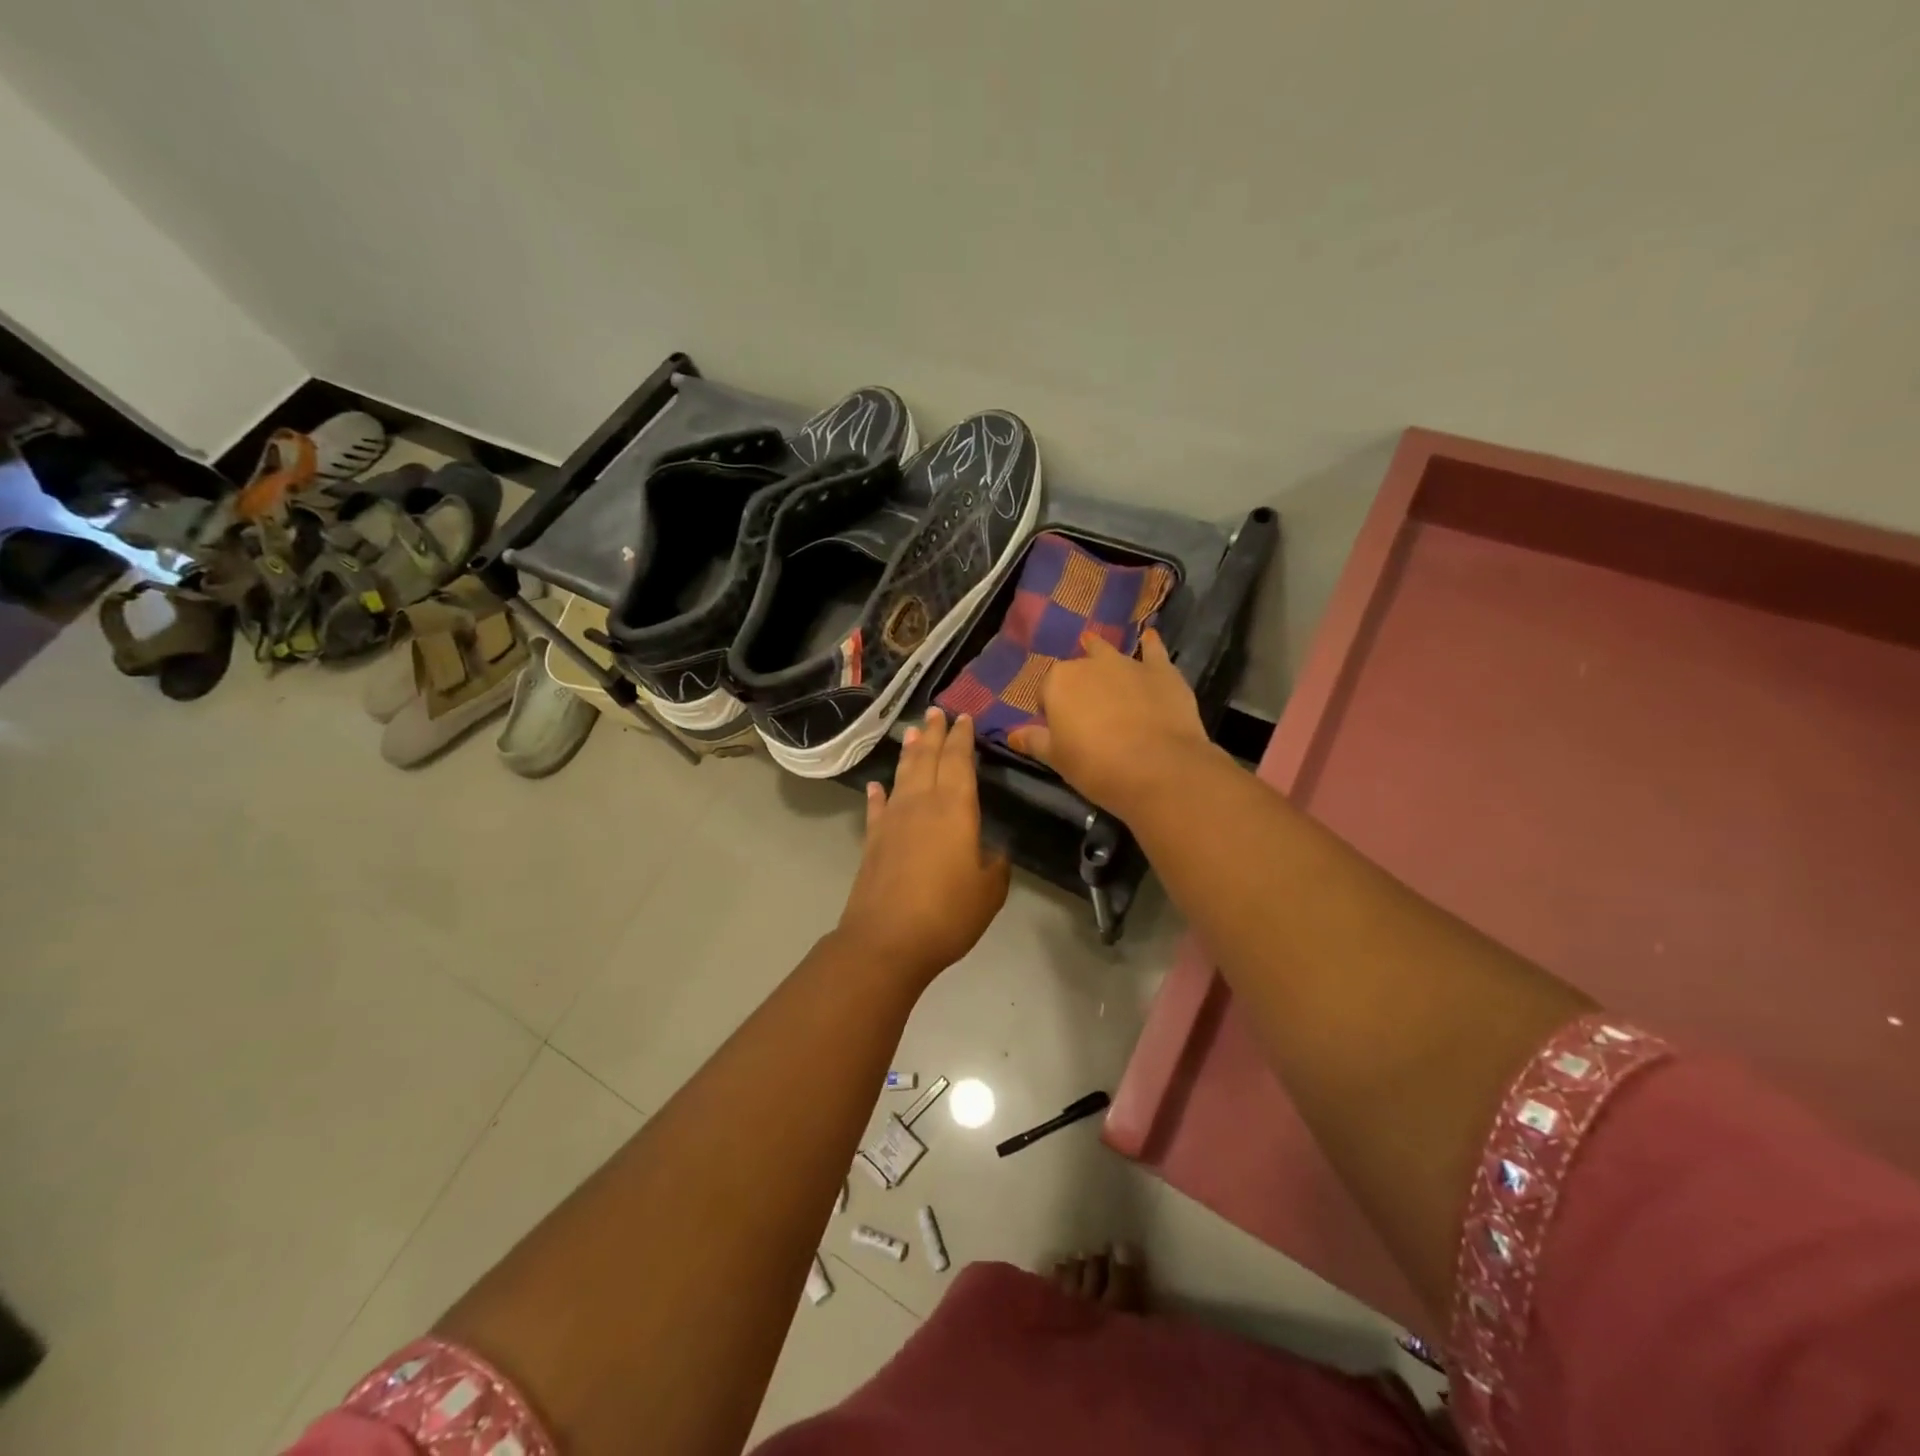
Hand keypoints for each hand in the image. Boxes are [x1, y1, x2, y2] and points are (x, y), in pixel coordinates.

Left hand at [837, 707, 1010, 983]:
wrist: (887, 940)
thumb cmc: (947, 913)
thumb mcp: (989, 891)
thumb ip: (996, 865)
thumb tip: (994, 850)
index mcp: (955, 809)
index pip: (959, 762)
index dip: (962, 738)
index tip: (963, 718)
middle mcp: (921, 804)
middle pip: (928, 758)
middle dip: (934, 733)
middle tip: (936, 712)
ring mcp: (892, 820)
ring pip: (903, 775)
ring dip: (909, 752)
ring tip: (913, 732)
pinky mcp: (873, 840)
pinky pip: (876, 808)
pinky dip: (878, 794)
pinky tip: (877, 785)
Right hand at [1007, 630, 1216, 816]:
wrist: (1158, 769)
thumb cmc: (1096, 766)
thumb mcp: (1057, 759)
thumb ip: (1034, 741)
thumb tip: (1012, 734)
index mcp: (1058, 683)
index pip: (1046, 692)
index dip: (1052, 710)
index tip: (1060, 730)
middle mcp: (1090, 664)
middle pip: (1077, 670)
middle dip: (1077, 685)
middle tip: (1084, 711)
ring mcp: (1127, 664)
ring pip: (1109, 654)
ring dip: (1103, 656)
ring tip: (1099, 655)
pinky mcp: (1161, 671)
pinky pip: (1153, 651)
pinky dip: (1149, 645)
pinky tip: (1149, 638)